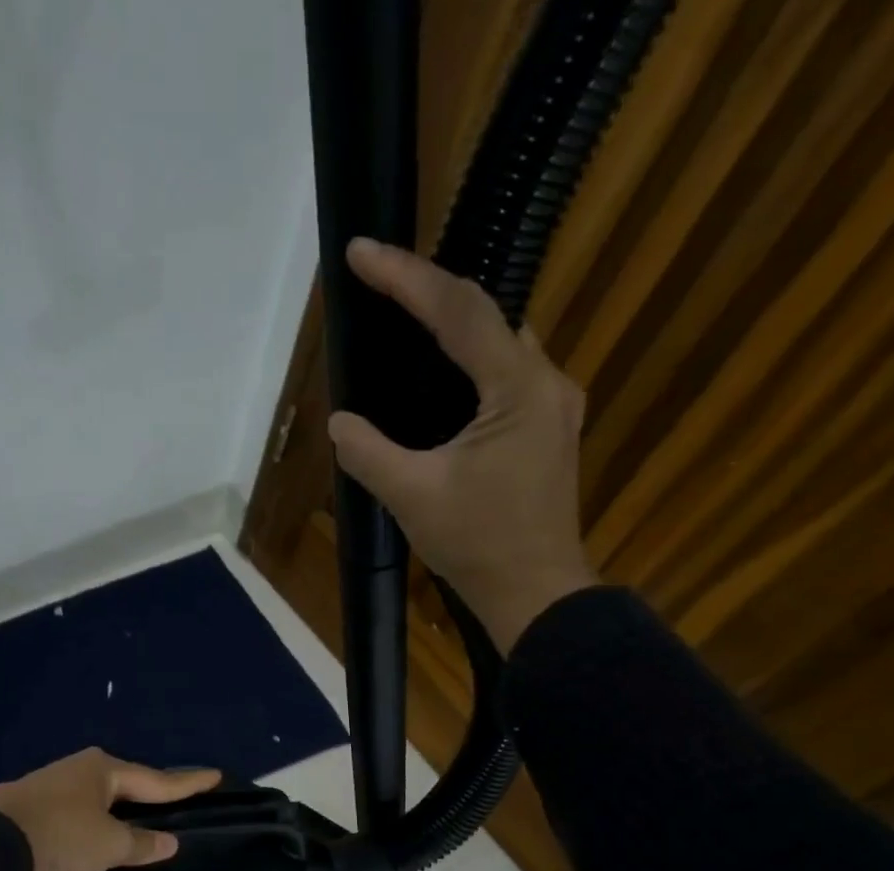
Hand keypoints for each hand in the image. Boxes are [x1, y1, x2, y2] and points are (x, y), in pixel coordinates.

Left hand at [0, 749, 221, 870]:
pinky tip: (102, 824)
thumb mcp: (108, 845)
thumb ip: (141, 843)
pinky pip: (84, 805)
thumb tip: (169, 842)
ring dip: (123, 805)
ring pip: (104, 793)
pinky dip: (100, 815)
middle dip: (153, 791)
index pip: (158, 780)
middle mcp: (84, 768)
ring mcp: (58, 781)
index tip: (215, 775)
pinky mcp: (39, 800)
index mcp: (107, 770)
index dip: (188, 782)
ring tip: (144, 813)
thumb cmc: (61, 834)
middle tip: (179, 797)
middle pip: (129, 782)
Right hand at [326, 238, 597, 652]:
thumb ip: (368, 453)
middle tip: (382, 283)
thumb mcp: (411, 497)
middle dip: (432, 293)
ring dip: (455, 326)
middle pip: (488, 314)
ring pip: (502, 343)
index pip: (460, 311)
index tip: (363, 254)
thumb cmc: (478, 545)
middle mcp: (546, 383)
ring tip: (406, 320)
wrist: (534, 593)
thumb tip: (340, 422)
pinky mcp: (548, 430)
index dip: (407, 278)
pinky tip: (442, 376)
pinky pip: (507, 374)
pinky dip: (471, 362)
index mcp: (518, 390)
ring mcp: (554, 407)